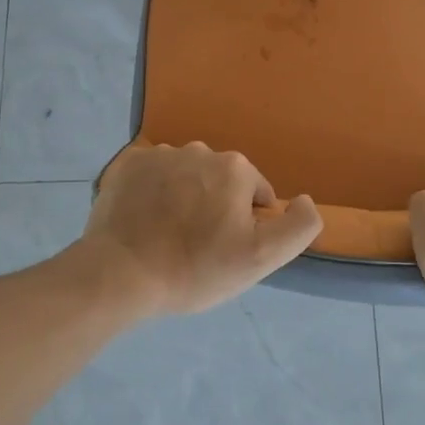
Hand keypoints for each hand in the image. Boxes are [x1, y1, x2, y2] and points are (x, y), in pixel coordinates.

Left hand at [82, 143, 322, 316]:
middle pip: (221, 183)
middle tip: (197, 247)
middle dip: (215, 208)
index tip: (224, 251)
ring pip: (187, 177)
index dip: (246, 226)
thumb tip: (304, 199)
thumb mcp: (262, 257)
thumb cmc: (195, 268)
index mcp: (235, 168)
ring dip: (185, 200)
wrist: (120, 274)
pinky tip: (145, 223)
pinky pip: (153, 176)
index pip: (257, 196)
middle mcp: (199, 150)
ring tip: (167, 237)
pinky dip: (154, 194)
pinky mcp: (127, 165)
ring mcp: (159, 154)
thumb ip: (299, 226)